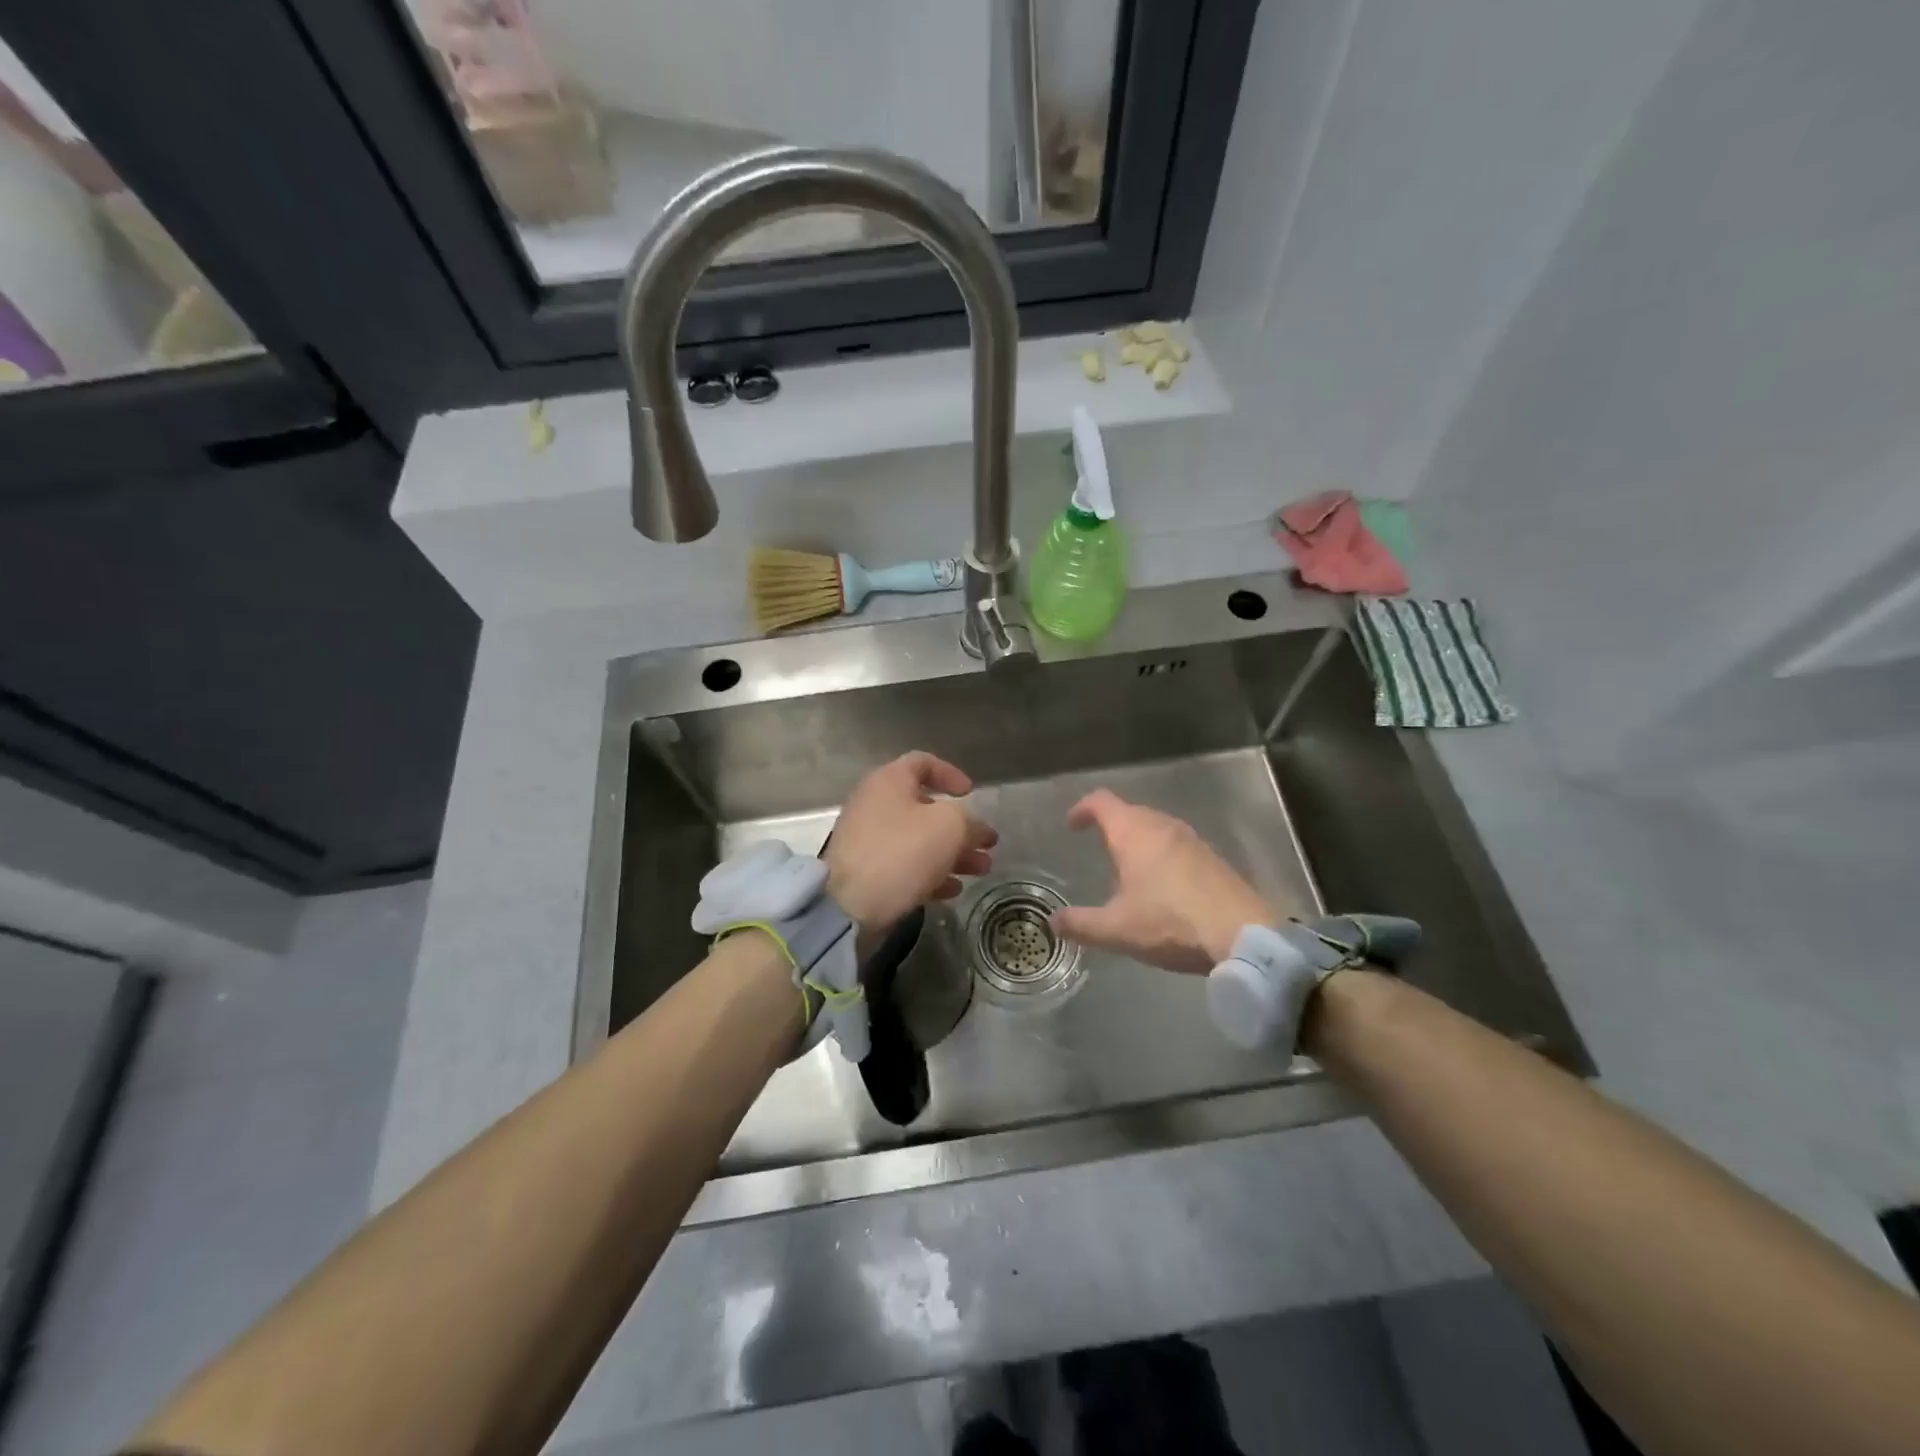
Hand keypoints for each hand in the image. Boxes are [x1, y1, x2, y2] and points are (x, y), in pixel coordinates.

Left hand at [826, 752, 996, 930]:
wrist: (849, 905)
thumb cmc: (901, 852)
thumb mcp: (949, 828)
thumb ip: (971, 822)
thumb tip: (978, 830)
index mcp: (889, 781)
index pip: (923, 763)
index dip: (951, 774)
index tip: (971, 794)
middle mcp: (876, 805)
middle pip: (926, 808)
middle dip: (961, 827)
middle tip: (987, 845)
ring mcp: (869, 840)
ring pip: (919, 840)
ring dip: (953, 854)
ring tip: (981, 870)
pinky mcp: (867, 873)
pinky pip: (905, 866)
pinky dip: (931, 874)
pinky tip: (953, 890)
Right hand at [1052, 789, 1277, 973]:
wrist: (1243, 934)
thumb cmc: (1171, 922)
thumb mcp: (1117, 929)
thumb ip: (1081, 924)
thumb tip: (1053, 921)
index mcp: (1133, 833)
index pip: (1101, 801)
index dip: (1082, 809)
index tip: (1072, 825)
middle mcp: (1162, 825)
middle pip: (1130, 810)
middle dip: (1111, 824)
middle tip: (1097, 845)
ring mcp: (1192, 839)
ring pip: (1156, 826)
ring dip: (1138, 838)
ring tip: (1128, 865)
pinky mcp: (1212, 857)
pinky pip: (1176, 843)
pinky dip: (1161, 852)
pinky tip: (1162, 883)